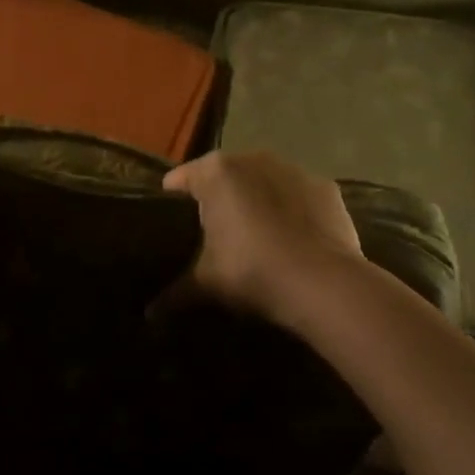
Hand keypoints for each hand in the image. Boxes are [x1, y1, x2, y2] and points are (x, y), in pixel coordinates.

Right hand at [161, 151, 363, 322]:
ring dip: (257, 199)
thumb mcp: (205, 283)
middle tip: (212, 231)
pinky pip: (298, 195)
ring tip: (254, 234)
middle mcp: (253, 159)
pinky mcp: (325, 188)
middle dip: (218, 197)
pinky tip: (292, 237)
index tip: (169, 219)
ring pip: (263, 180)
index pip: (182, 178)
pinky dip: (292, 210)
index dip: (172, 199)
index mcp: (215, 173)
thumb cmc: (250, 271)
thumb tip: (149, 315)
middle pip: (224, 175)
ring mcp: (294, 169)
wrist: (322, 283)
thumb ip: (175, 292)